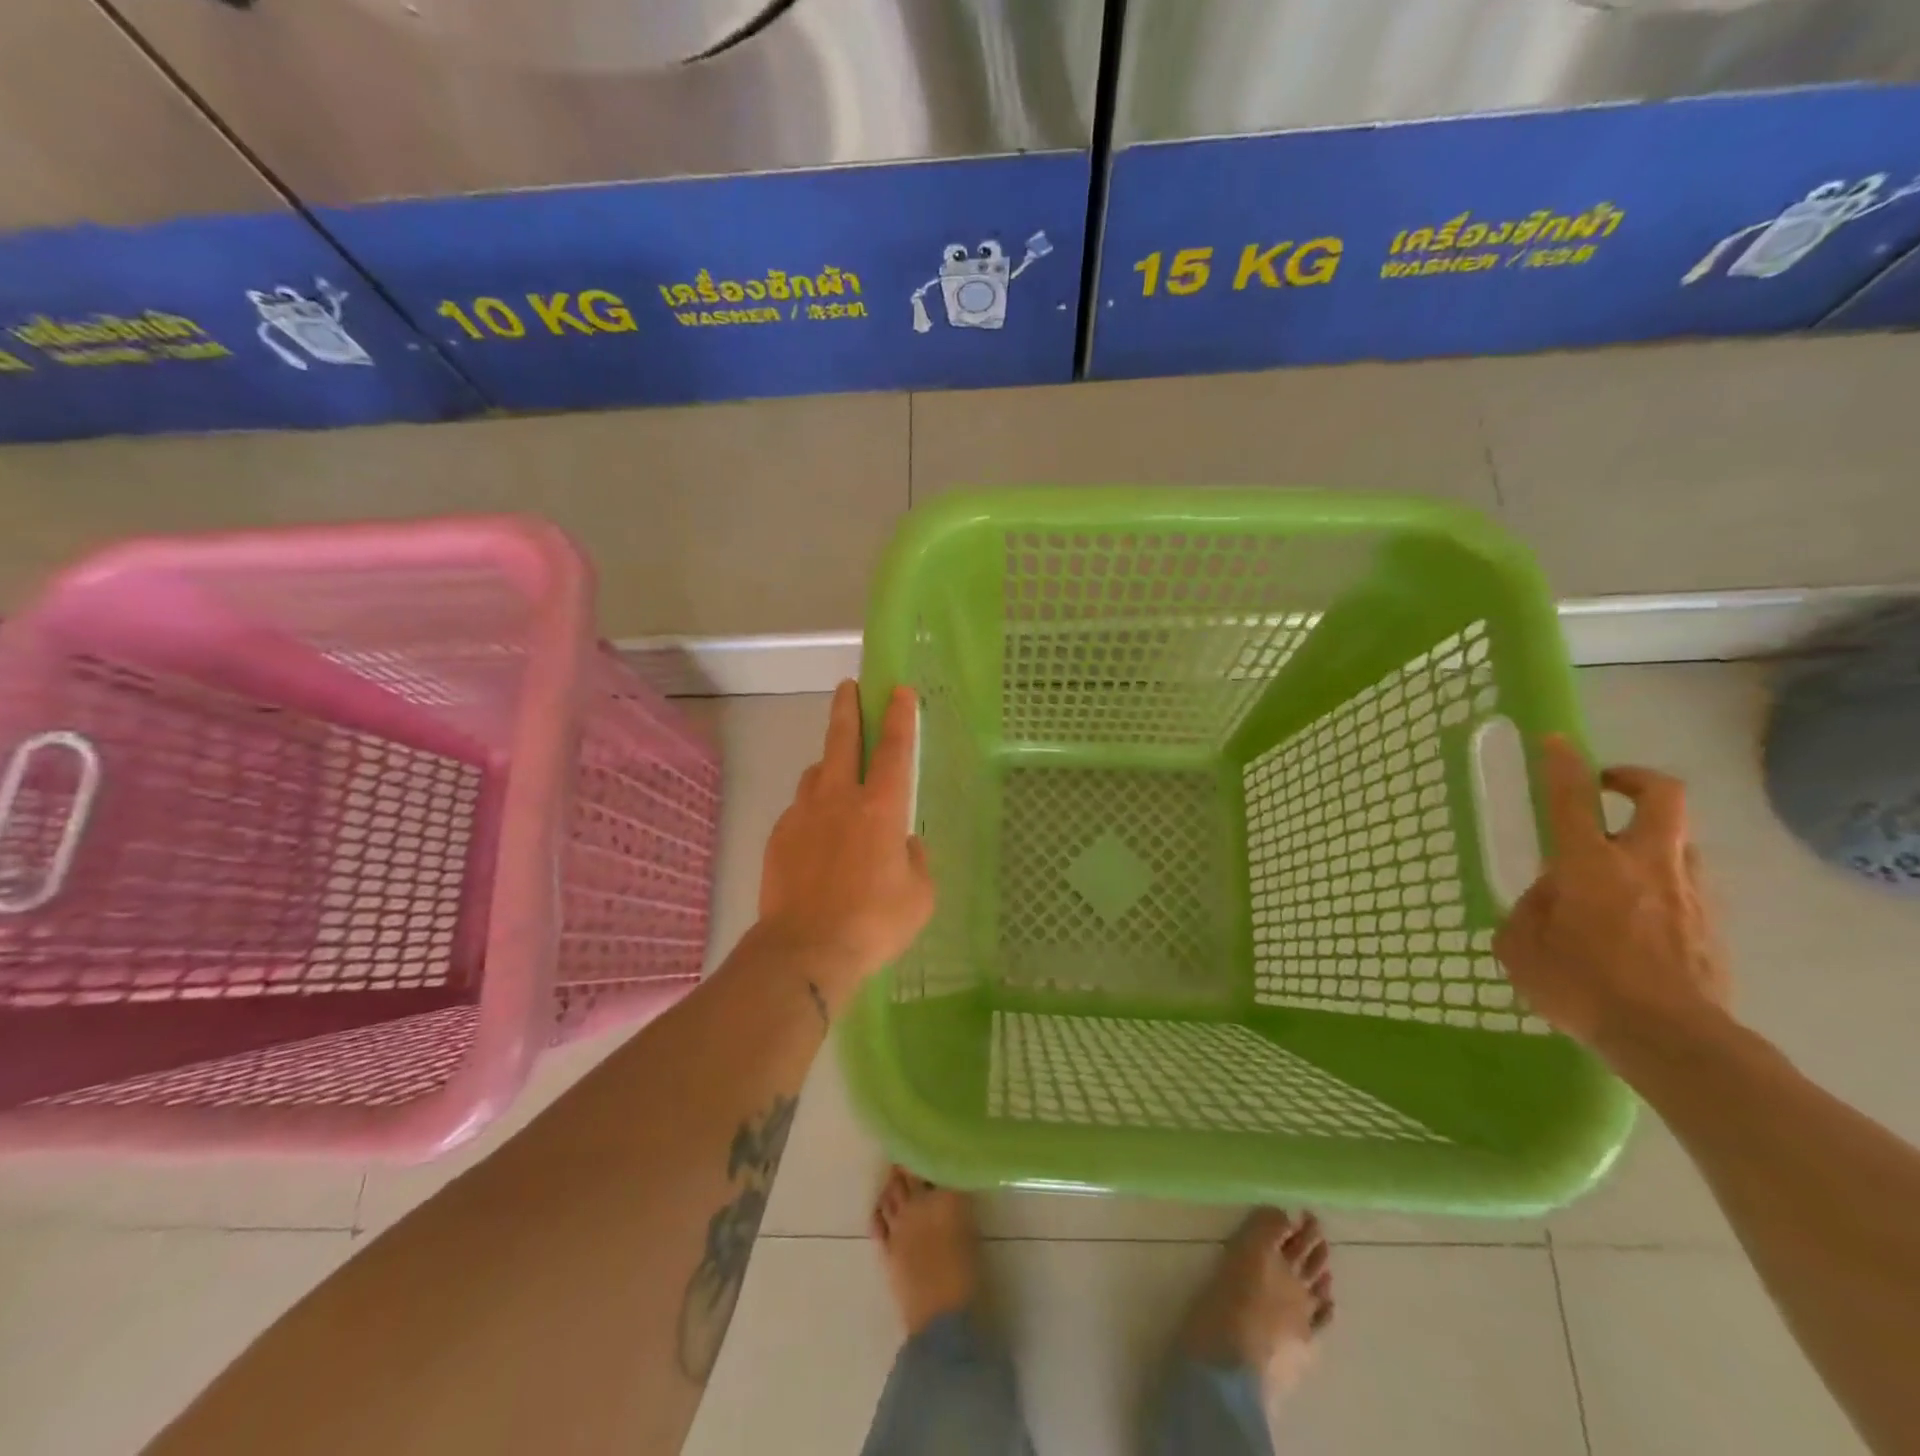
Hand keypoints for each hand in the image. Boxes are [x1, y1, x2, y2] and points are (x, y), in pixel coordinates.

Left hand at [757, 681, 934, 1004]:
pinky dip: (812, 808)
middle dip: (848, 708)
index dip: (899, 717)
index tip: (898, 690)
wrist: (805, 951)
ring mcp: (804, 815)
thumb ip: (916, 861)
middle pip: (842, 740)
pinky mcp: (779, 836)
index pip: (893, 749)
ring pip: (816, 772)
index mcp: (880, 809)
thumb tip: (905, 844)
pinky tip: (818, 833)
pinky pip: (800, 809)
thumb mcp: (919, 896)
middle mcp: (840, 800)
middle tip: (849, 687)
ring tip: (837, 772)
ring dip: (829, 763)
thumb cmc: (873, 923)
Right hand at [1494, 736, 1732, 1064]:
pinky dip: (1660, 886)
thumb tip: (1547, 900)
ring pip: (1678, 842)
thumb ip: (1528, 912)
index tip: (1556, 741)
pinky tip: (1634, 919)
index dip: (1562, 764)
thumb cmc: (1581, 986)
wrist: (1673, 1041)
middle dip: (1636, 779)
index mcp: (1589, 865)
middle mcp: (1645, 866)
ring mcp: (1689, 893)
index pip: (1572, 799)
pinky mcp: (1713, 926)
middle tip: (1608, 787)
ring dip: (1648, 839)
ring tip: (1613, 870)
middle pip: (1663, 797)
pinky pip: (1685, 887)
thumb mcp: (1520, 947)